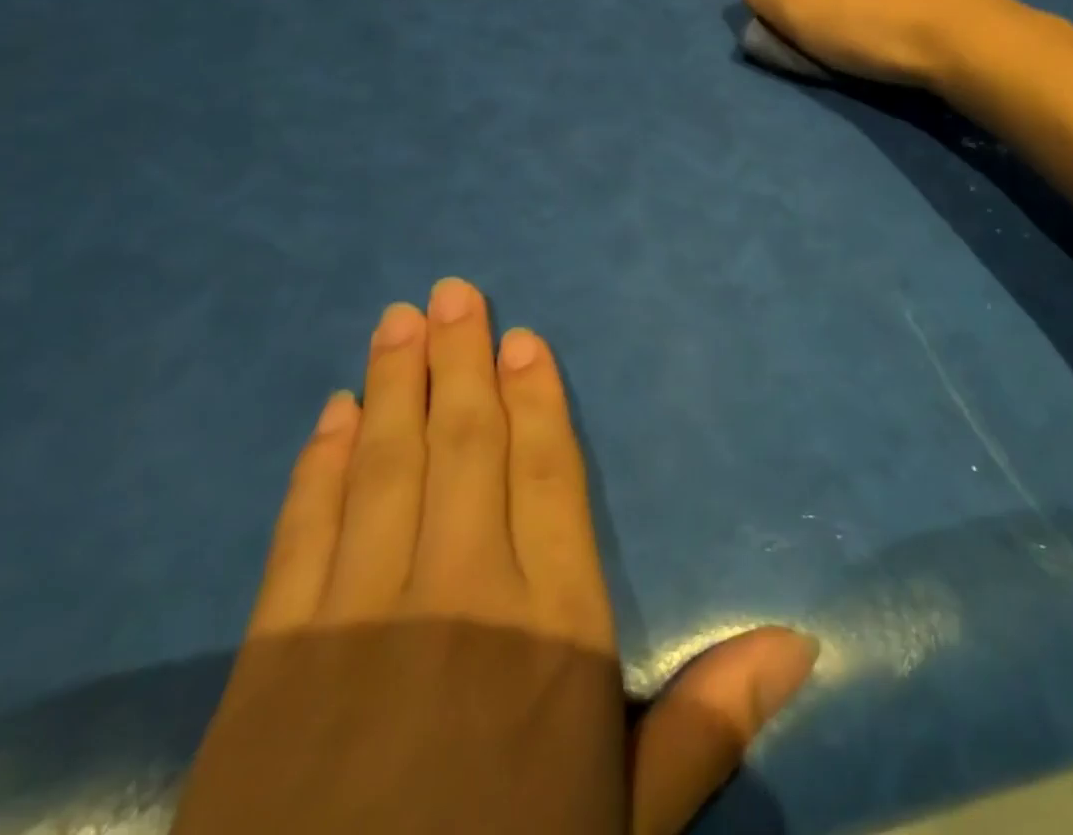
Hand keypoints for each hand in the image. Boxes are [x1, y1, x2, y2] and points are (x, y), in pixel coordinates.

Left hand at [174, 279, 816, 834]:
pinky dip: (320, 466)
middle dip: (459, 360)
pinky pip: (302, 536)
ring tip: (398, 320)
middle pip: (464, 446)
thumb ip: (706, 724)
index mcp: (551, 632)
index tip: (521, 339)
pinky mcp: (269, 668)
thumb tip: (803, 641)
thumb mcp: (626, 830)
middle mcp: (461, 599)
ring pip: (384, 468)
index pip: (546, 477)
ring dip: (392, 385)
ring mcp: (357, 626)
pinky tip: (332, 416)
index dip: (535, 400)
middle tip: (452, 291)